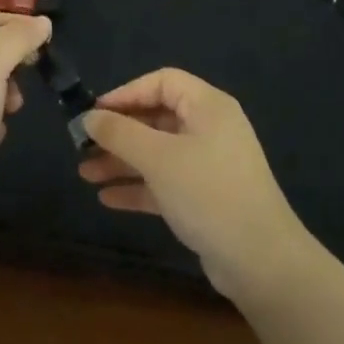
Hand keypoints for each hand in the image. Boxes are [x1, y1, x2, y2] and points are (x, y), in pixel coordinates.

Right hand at [79, 68, 312, 299]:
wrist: (261, 260)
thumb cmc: (208, 193)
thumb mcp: (159, 158)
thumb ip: (120, 133)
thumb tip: (89, 117)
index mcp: (208, 107)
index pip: (162, 82)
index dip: (126, 93)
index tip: (94, 113)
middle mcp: (210, 129)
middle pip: (157, 118)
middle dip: (119, 132)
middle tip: (82, 146)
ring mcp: (209, 164)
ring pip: (157, 152)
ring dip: (122, 161)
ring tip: (85, 174)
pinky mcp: (205, 197)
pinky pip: (165, 181)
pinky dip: (139, 186)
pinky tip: (107, 198)